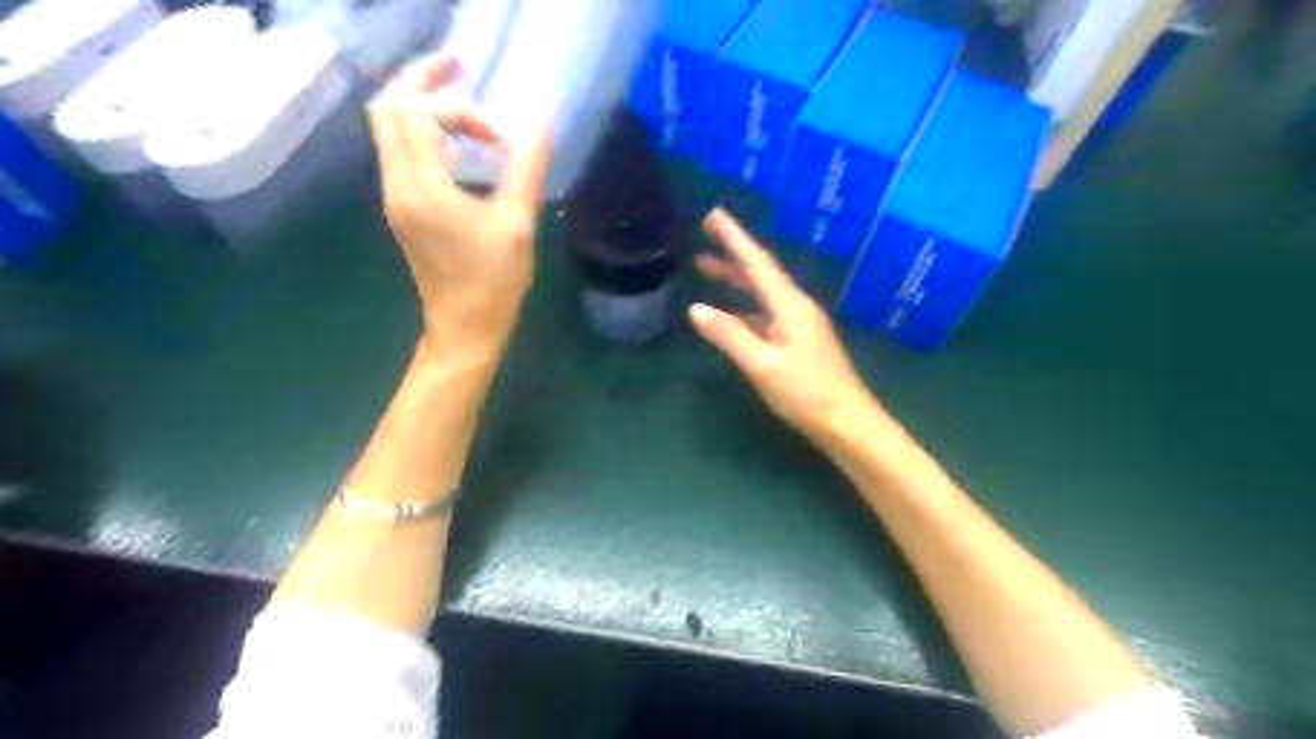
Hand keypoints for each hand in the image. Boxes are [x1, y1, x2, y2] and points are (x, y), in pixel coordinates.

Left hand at [367, 55, 550, 353]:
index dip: (463, 110)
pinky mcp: (403, 208)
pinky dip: (425, 134)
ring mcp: (395, 196)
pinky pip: (401, 152)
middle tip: (462, 70)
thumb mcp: (517, 223)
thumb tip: (545, 120)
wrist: (463, 329)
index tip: (502, 140)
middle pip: (388, 107)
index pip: (421, 112)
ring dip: (423, 107)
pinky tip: (460, 150)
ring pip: (389, 127)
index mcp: (421, 184)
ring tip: (467, 111)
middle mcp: (396, 182)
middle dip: (422, 80)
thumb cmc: (492, 282)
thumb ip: (528, 167)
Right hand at [690, 207, 883, 450]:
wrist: (848, 423)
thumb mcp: (763, 365)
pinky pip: (766, 314)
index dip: (735, 238)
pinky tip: (729, 315)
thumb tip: (697, 309)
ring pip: (762, 294)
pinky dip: (745, 308)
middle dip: (732, 254)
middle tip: (705, 235)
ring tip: (707, 268)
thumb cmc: (807, 394)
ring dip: (736, 279)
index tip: (714, 215)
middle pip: (760, 273)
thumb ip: (730, 336)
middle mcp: (797, 307)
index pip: (758, 263)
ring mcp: (800, 325)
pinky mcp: (800, 342)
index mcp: (790, 306)